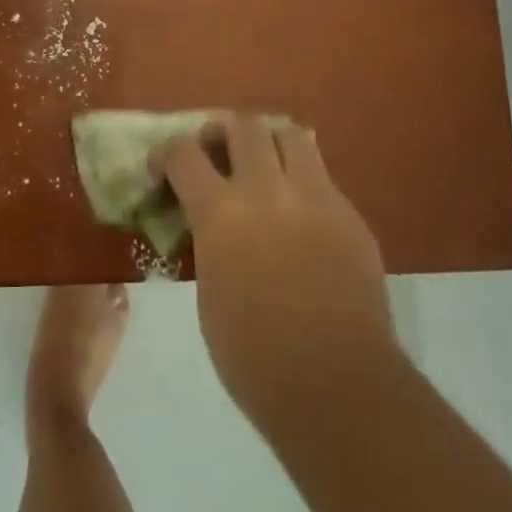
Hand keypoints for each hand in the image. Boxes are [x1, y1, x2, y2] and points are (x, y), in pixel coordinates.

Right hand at [154, 115, 396, 431]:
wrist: (337, 386)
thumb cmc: (254, 357)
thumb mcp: (210, 292)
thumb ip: (209, 241)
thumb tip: (213, 224)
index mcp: (221, 213)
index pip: (184, 154)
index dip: (166, 152)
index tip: (162, 164)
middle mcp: (267, 190)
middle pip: (242, 125)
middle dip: (221, 130)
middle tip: (216, 151)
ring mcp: (315, 197)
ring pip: (290, 134)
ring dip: (268, 141)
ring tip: (262, 164)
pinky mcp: (349, 214)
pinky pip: (321, 176)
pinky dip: (301, 178)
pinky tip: (299, 211)